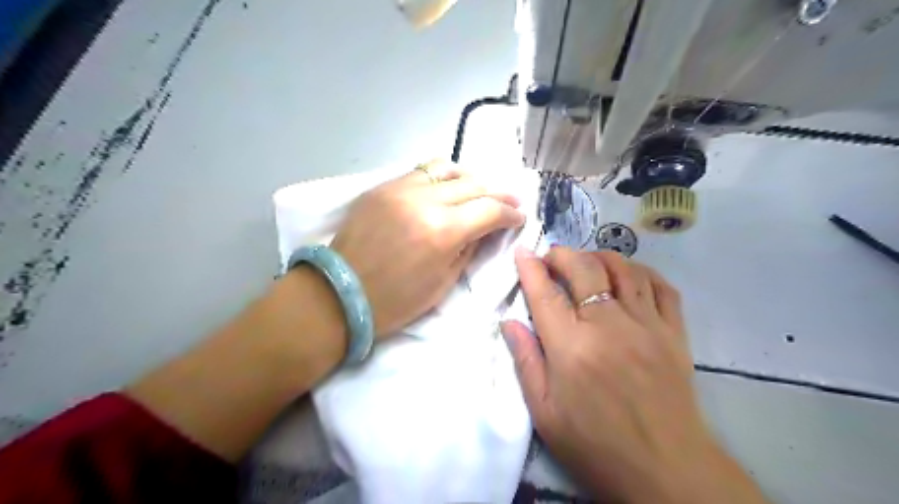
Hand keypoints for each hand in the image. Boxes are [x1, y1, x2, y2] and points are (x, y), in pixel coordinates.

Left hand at [331, 161, 528, 338]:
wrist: (340, 294)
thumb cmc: (396, 300)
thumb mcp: (443, 282)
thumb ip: (469, 249)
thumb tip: (486, 229)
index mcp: (443, 231)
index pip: (490, 209)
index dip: (510, 213)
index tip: (519, 217)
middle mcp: (424, 200)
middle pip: (473, 184)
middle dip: (497, 192)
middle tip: (509, 200)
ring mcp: (399, 188)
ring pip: (446, 168)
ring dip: (469, 178)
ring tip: (478, 190)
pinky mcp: (381, 186)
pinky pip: (419, 172)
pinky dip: (440, 178)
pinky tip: (445, 188)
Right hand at [498, 248, 763, 503]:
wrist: (665, 470)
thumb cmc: (595, 444)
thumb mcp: (545, 413)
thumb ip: (525, 361)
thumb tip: (509, 322)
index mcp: (572, 348)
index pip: (546, 294)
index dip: (531, 268)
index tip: (523, 252)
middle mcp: (608, 326)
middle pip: (584, 269)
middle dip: (563, 254)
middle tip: (552, 258)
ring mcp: (646, 326)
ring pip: (623, 269)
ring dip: (600, 256)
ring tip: (587, 263)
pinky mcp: (674, 333)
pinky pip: (661, 286)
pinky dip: (641, 272)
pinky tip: (628, 276)